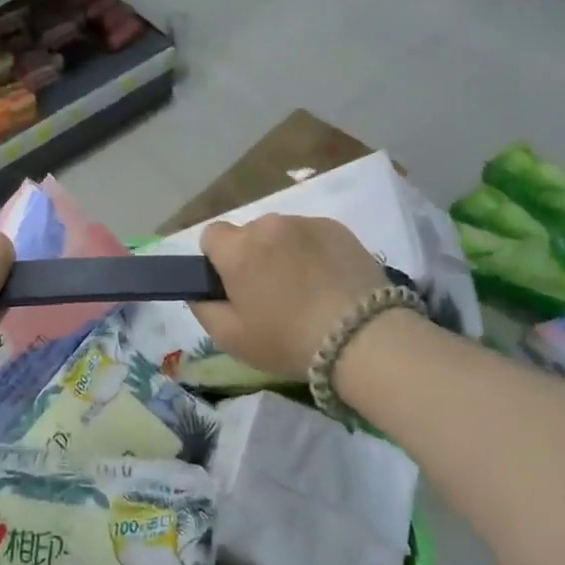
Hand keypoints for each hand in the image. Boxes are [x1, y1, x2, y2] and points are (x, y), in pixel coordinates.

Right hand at [191, 215, 387, 376]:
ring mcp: (304, 223)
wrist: (364, 338)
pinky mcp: (337, 228)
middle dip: (254, 256)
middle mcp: (267, 225)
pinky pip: (312, 235)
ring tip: (307, 289)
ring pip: (282, 234)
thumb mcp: (232, 339)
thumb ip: (204, 309)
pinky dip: (314, 252)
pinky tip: (329, 281)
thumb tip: (201, 292)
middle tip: (272, 293)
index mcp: (236, 249)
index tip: (234, 285)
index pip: (211, 235)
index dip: (218, 260)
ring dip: (285, 252)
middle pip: (249, 234)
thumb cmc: (289, 341)